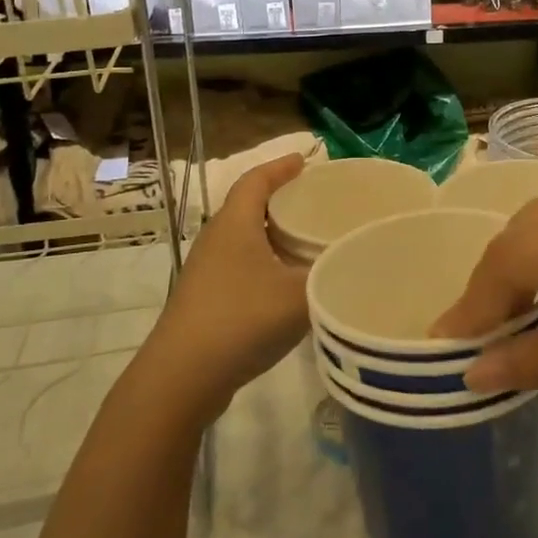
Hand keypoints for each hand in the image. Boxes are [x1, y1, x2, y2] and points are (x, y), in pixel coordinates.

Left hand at [139, 152, 310, 426]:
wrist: (181, 378)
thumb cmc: (240, 320)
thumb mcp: (298, 295)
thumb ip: (332, 274)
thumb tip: (355, 259)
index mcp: (235, 224)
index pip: (256, 180)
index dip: (281, 166)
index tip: (306, 160)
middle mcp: (217, 239)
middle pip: (250, 206)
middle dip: (283, 198)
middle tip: (318, 201)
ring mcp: (207, 270)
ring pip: (246, 238)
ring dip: (275, 233)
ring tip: (309, 239)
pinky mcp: (206, 298)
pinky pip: (242, 264)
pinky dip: (267, 261)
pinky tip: (288, 283)